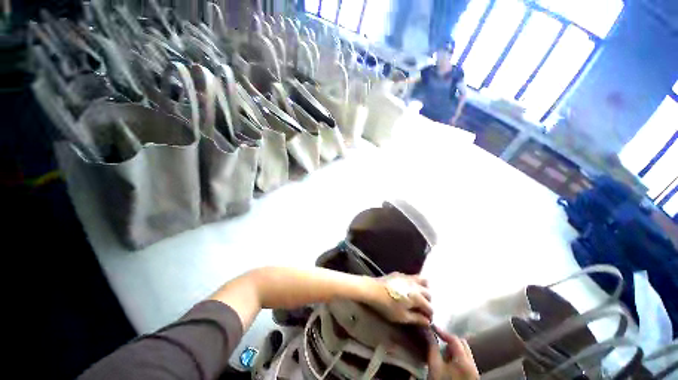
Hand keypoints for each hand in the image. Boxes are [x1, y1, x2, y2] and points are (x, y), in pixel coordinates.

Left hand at [367, 273, 432, 324]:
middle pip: (428, 294)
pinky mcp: (400, 274)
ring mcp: (408, 277)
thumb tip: (427, 322)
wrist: (373, 290)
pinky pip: (413, 277)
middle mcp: (416, 285)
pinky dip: (415, 282)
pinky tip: (409, 288)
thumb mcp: (403, 317)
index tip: (424, 320)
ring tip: (418, 296)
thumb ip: (417, 319)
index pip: (430, 307)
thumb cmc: (388, 306)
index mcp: (418, 297)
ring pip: (423, 281)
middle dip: (427, 302)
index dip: (429, 315)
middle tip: (421, 309)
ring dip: (424, 289)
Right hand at [428, 325, 478, 379]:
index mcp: (464, 361)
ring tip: (443, 355)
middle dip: (450, 341)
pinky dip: (458, 357)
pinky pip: (466, 361)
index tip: (432, 327)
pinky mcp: (473, 377)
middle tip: (439, 342)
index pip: (454, 339)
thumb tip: (428, 332)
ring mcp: (474, 371)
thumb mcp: (434, 365)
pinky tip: (449, 364)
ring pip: (465, 352)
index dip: (442, 332)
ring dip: (454, 349)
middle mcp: (473, 364)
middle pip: (463, 344)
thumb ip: (432, 347)